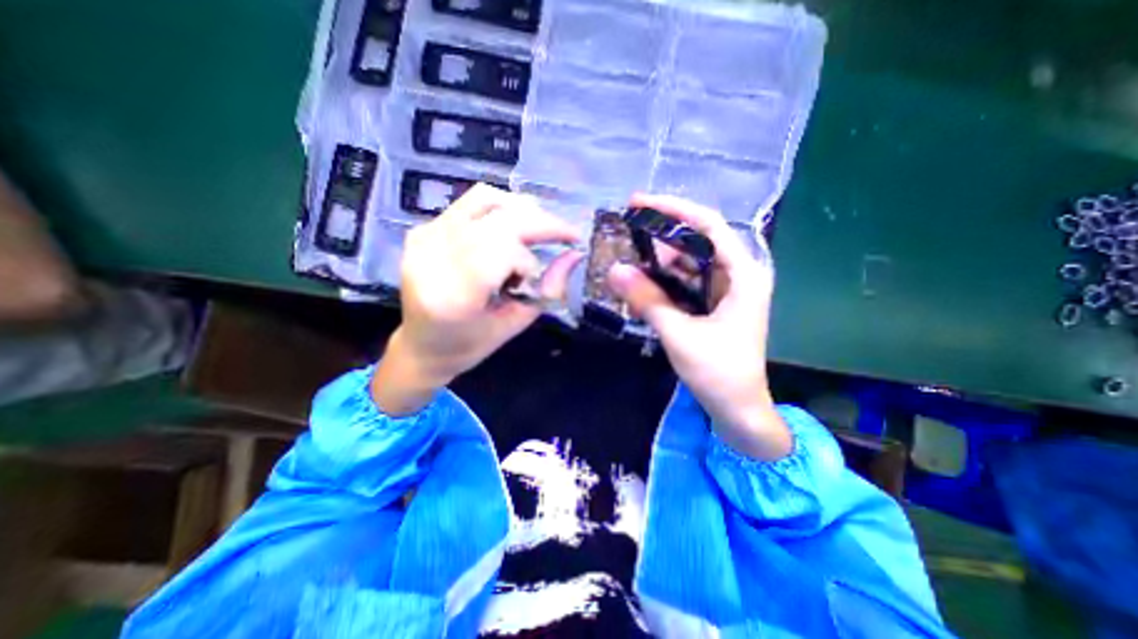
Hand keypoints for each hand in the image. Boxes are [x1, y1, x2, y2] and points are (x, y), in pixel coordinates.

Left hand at [373, 182, 581, 416]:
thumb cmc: (468, 346)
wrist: (420, 345)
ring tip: (541, 230)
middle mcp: (433, 258)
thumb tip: (575, 255)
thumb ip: (547, 290)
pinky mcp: (424, 229)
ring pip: (485, 200)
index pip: (502, 253)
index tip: (556, 264)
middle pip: (498, 221)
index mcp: (453, 297)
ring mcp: (424, 238)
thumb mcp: (514, 325)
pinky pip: (471, 203)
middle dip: (541, 223)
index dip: (534, 258)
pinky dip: (503, 209)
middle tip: (567, 234)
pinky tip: (514, 228)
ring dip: (523, 210)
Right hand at [603, 192, 793, 458]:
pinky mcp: (712, 303)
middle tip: (626, 232)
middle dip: (660, 236)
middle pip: (695, 241)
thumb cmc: (719, 373)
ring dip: (658, 262)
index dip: (672, 209)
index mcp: (742, 274)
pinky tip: (641, 286)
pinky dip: (662, 282)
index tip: (639, 202)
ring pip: (687, 263)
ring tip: (629, 262)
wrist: (737, 409)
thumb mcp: (679, 334)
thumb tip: (614, 270)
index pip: (707, 225)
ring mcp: (724, 289)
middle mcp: (736, 274)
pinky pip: (684, 282)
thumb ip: (648, 300)